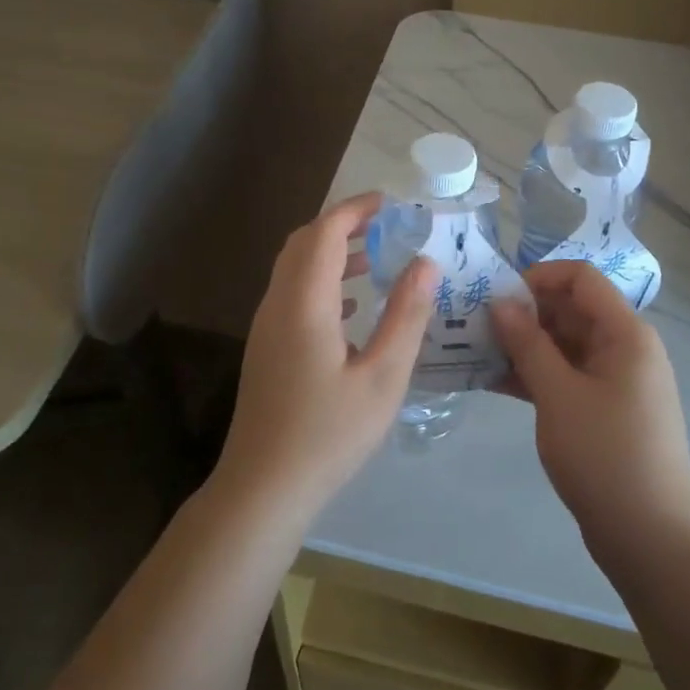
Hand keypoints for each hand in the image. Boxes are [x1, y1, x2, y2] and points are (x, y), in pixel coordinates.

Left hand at [214, 192, 437, 524]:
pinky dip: (322, 282)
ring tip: (376, 258)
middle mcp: (278, 304)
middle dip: (343, 224)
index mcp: (305, 303)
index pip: (325, 232)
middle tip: (386, 225)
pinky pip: (292, 294)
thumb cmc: (329, 433)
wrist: (263, 487)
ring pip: (295, 269)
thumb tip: (426, 263)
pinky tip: (353, 306)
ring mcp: (266, 326)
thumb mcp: (382, 377)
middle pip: (304, 243)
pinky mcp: (266, 348)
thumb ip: (406, 316)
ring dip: (331, 252)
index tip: (390, 203)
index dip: (355, 209)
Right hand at [491, 261, 689, 542]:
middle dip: (524, 312)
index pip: (581, 278)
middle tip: (475, 325)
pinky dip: (534, 375)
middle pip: (571, 310)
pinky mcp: (604, 409)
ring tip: (475, 351)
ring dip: (523, 345)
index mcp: (625, 333)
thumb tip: (502, 301)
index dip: (538, 276)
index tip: (497, 296)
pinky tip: (492, 381)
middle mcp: (625, 348)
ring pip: (564, 344)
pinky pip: (566, 376)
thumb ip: (528, 343)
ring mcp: (615, 380)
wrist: (651, 539)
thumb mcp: (559, 395)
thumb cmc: (606, 456)